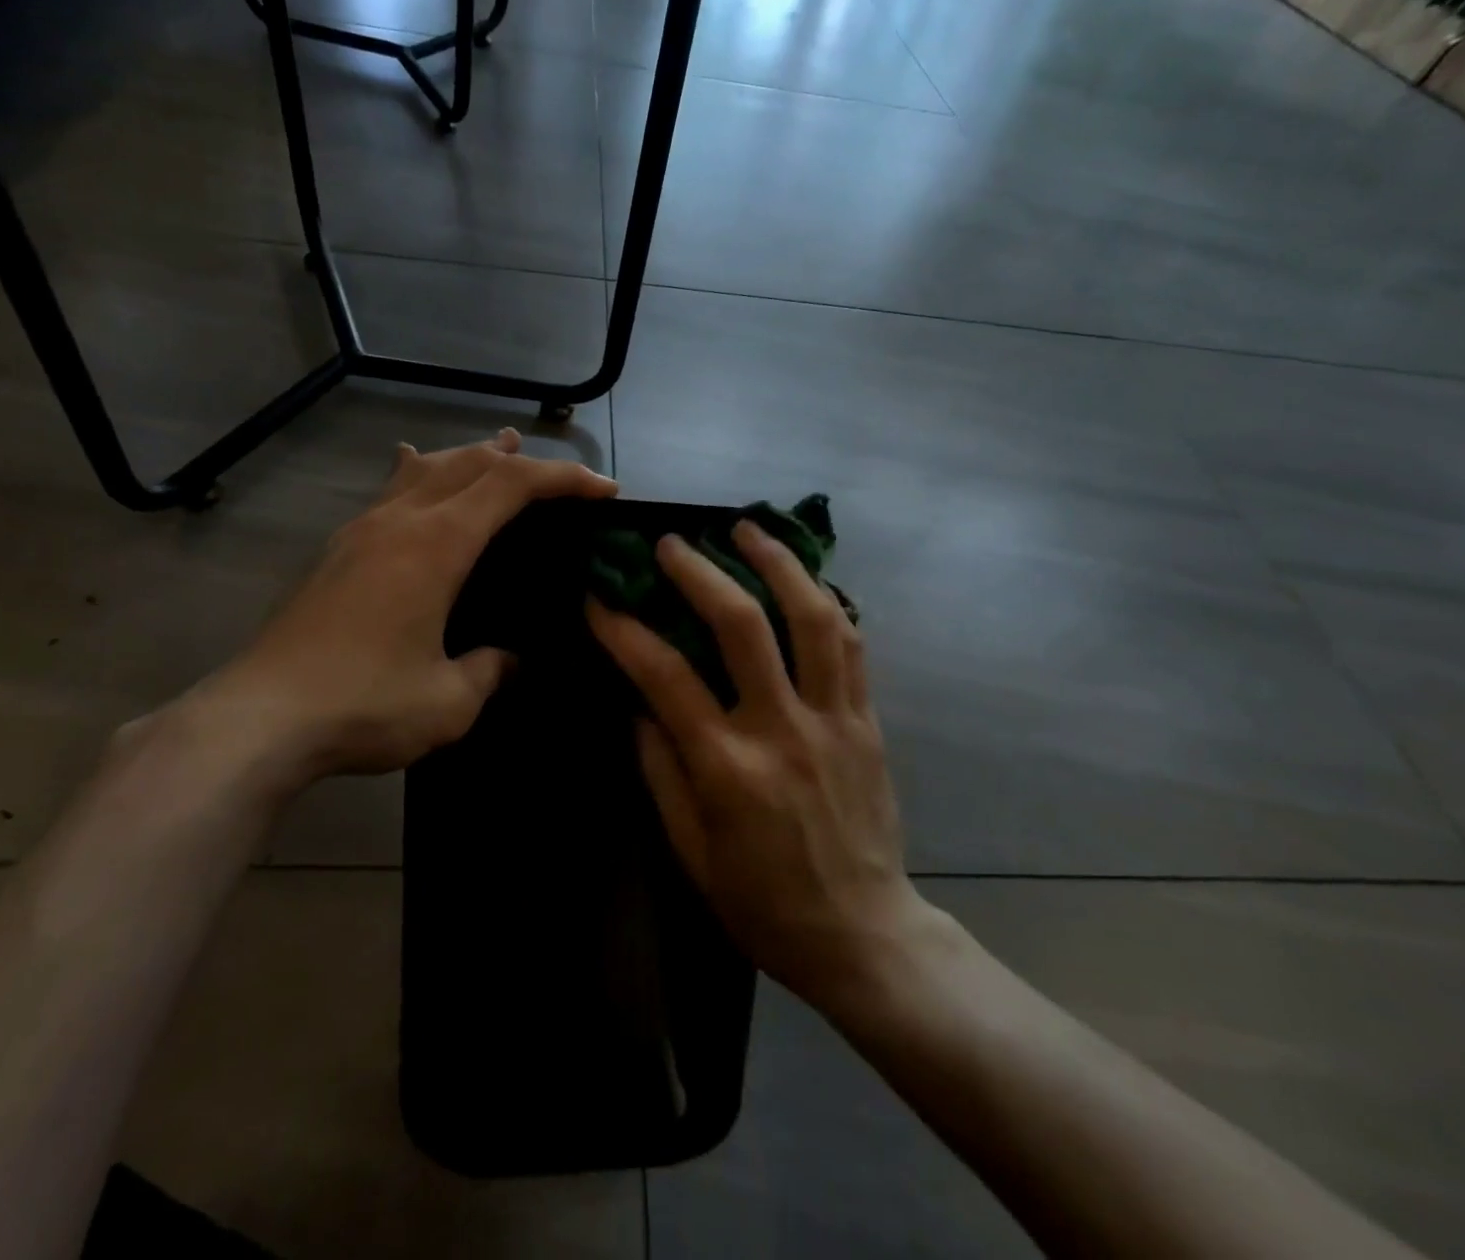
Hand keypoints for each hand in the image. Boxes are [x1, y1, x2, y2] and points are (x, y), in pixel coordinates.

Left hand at [191, 430, 615, 795]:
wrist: (258, 719)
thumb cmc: (363, 705)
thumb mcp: (448, 701)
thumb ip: (490, 671)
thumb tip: (508, 660)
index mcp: (437, 545)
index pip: (511, 485)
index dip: (563, 478)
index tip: (602, 489)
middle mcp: (400, 521)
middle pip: (470, 463)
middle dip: (522, 461)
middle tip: (561, 476)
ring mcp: (362, 531)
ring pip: (426, 468)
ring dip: (471, 456)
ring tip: (498, 447)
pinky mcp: (337, 551)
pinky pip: (390, 490)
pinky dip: (422, 474)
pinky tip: (415, 472)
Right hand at [587, 522, 931, 1012]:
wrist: (864, 936)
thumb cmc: (763, 904)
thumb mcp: (690, 852)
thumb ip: (661, 771)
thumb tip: (640, 705)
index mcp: (727, 768)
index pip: (665, 676)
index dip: (623, 629)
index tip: (597, 597)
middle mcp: (783, 730)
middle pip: (743, 626)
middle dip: (701, 573)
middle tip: (672, 543)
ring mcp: (833, 720)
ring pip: (813, 619)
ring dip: (779, 564)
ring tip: (750, 528)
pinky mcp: (867, 722)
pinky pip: (852, 646)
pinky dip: (828, 602)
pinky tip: (806, 578)